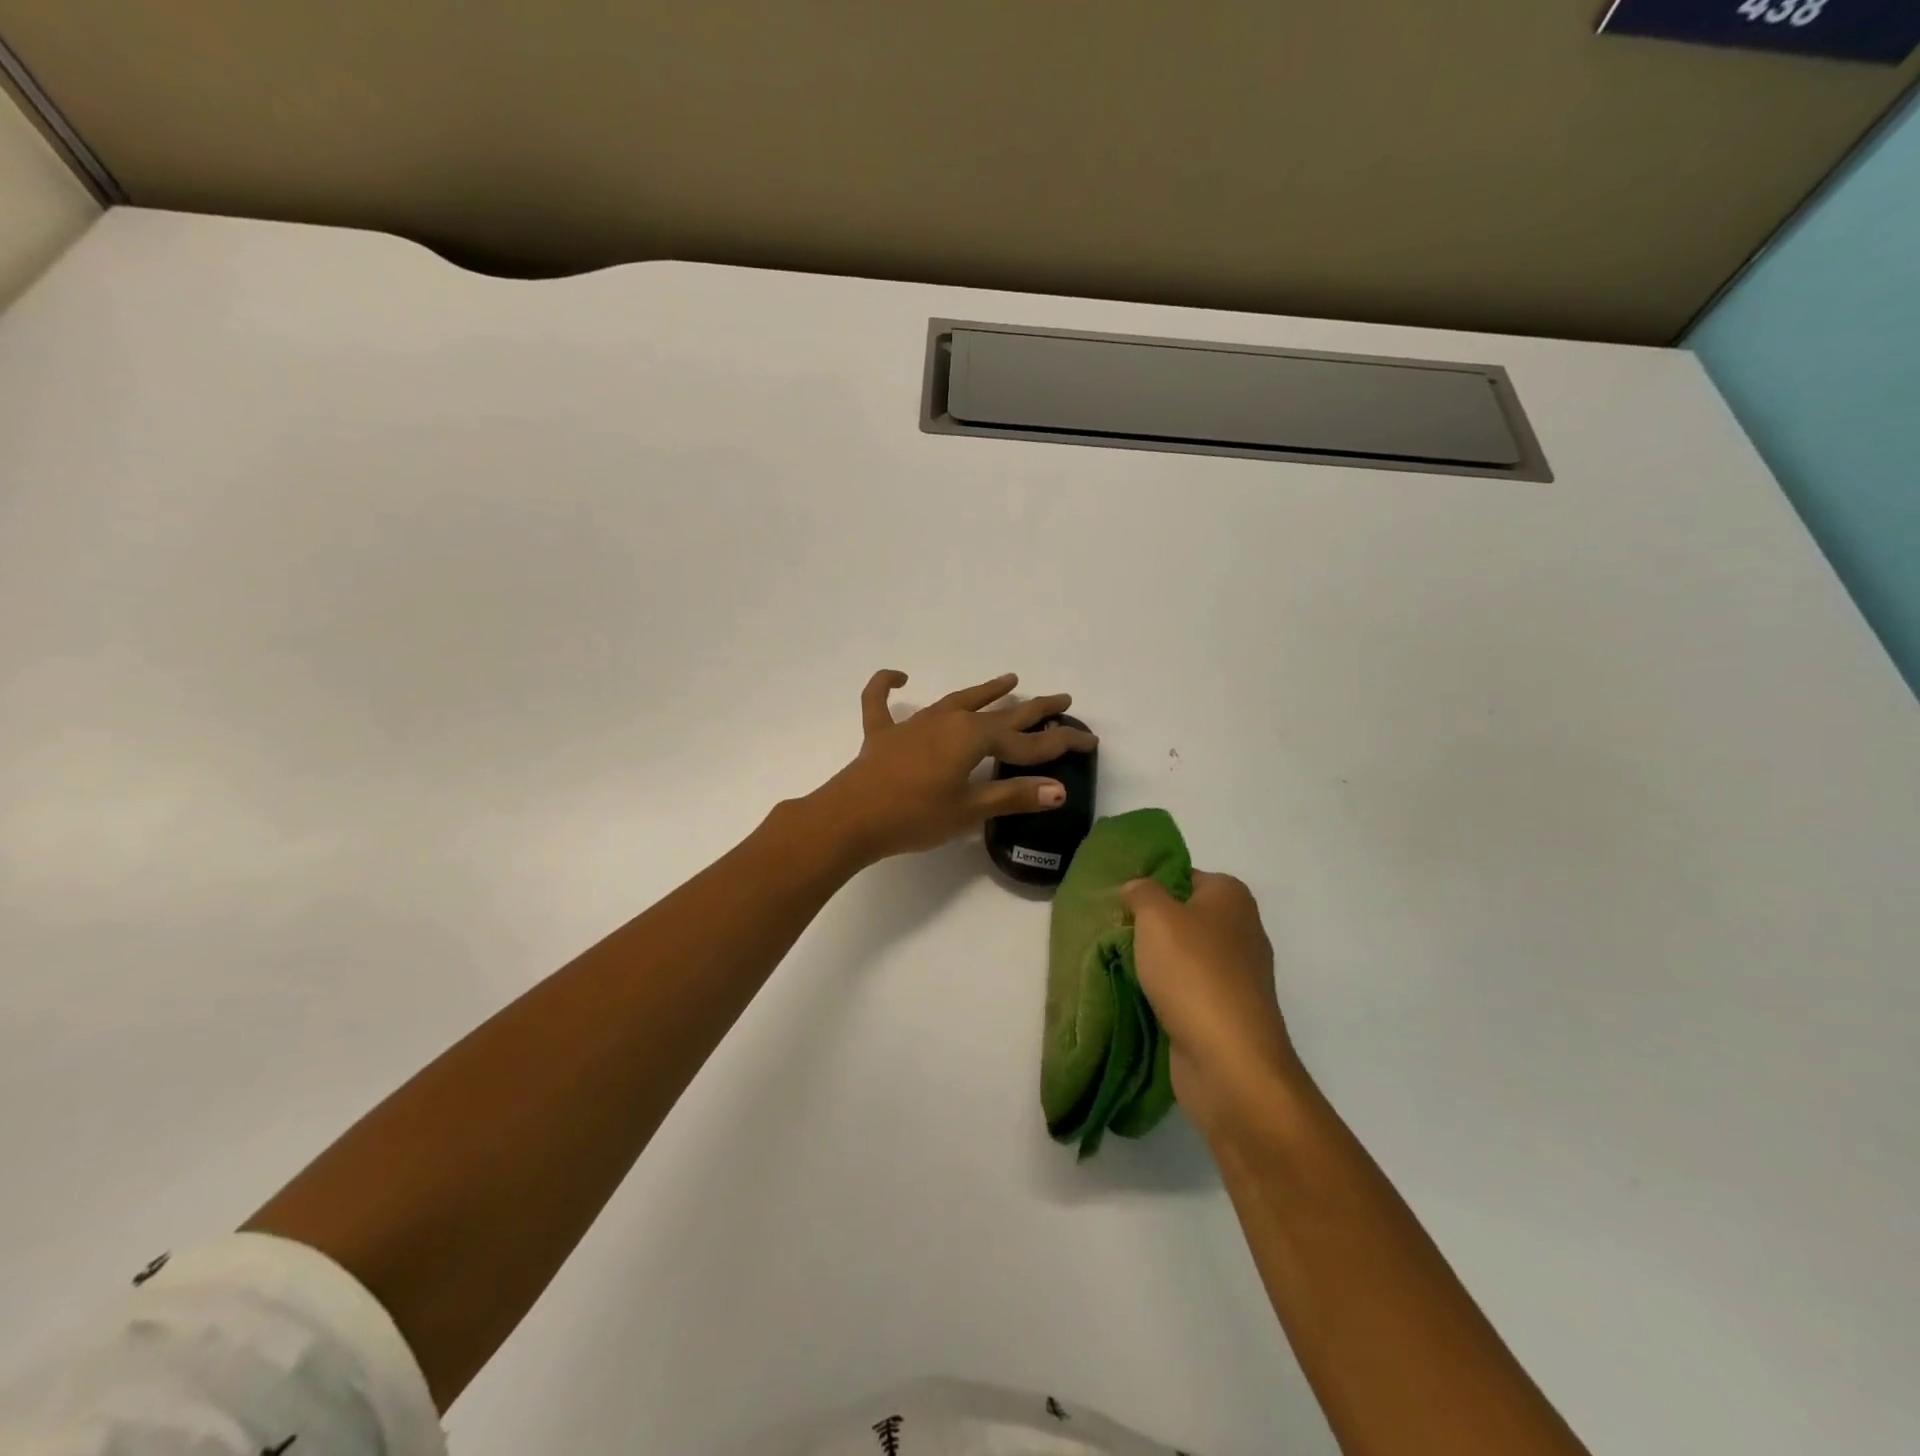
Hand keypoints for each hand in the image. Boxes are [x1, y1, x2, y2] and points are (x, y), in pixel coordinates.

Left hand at [812, 670, 1098, 864]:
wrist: (850, 818)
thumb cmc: (914, 817)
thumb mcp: (968, 811)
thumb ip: (1012, 797)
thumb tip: (1059, 789)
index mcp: (972, 738)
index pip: (1026, 741)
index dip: (1059, 742)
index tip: (1089, 740)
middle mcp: (948, 721)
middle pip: (998, 712)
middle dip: (1033, 708)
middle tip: (1061, 698)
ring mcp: (914, 724)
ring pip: (957, 701)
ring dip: (984, 691)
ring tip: (1009, 679)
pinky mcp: (883, 734)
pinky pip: (882, 702)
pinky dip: (887, 686)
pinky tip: (900, 676)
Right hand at [1123, 871, 1304, 1133]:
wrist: (1228, 1060)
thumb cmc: (1192, 972)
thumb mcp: (1156, 916)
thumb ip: (1142, 891)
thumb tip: (1137, 888)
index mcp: (1231, 896)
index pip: (1184, 876)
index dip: (1151, 884)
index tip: (1119, 900)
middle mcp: (1242, 929)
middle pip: (1184, 916)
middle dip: (1150, 925)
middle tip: (1113, 930)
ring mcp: (1238, 974)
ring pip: (1185, 955)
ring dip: (1155, 961)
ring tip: (1117, 963)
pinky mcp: (1228, 1011)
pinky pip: (1188, 989)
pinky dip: (1166, 991)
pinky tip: (1138, 995)